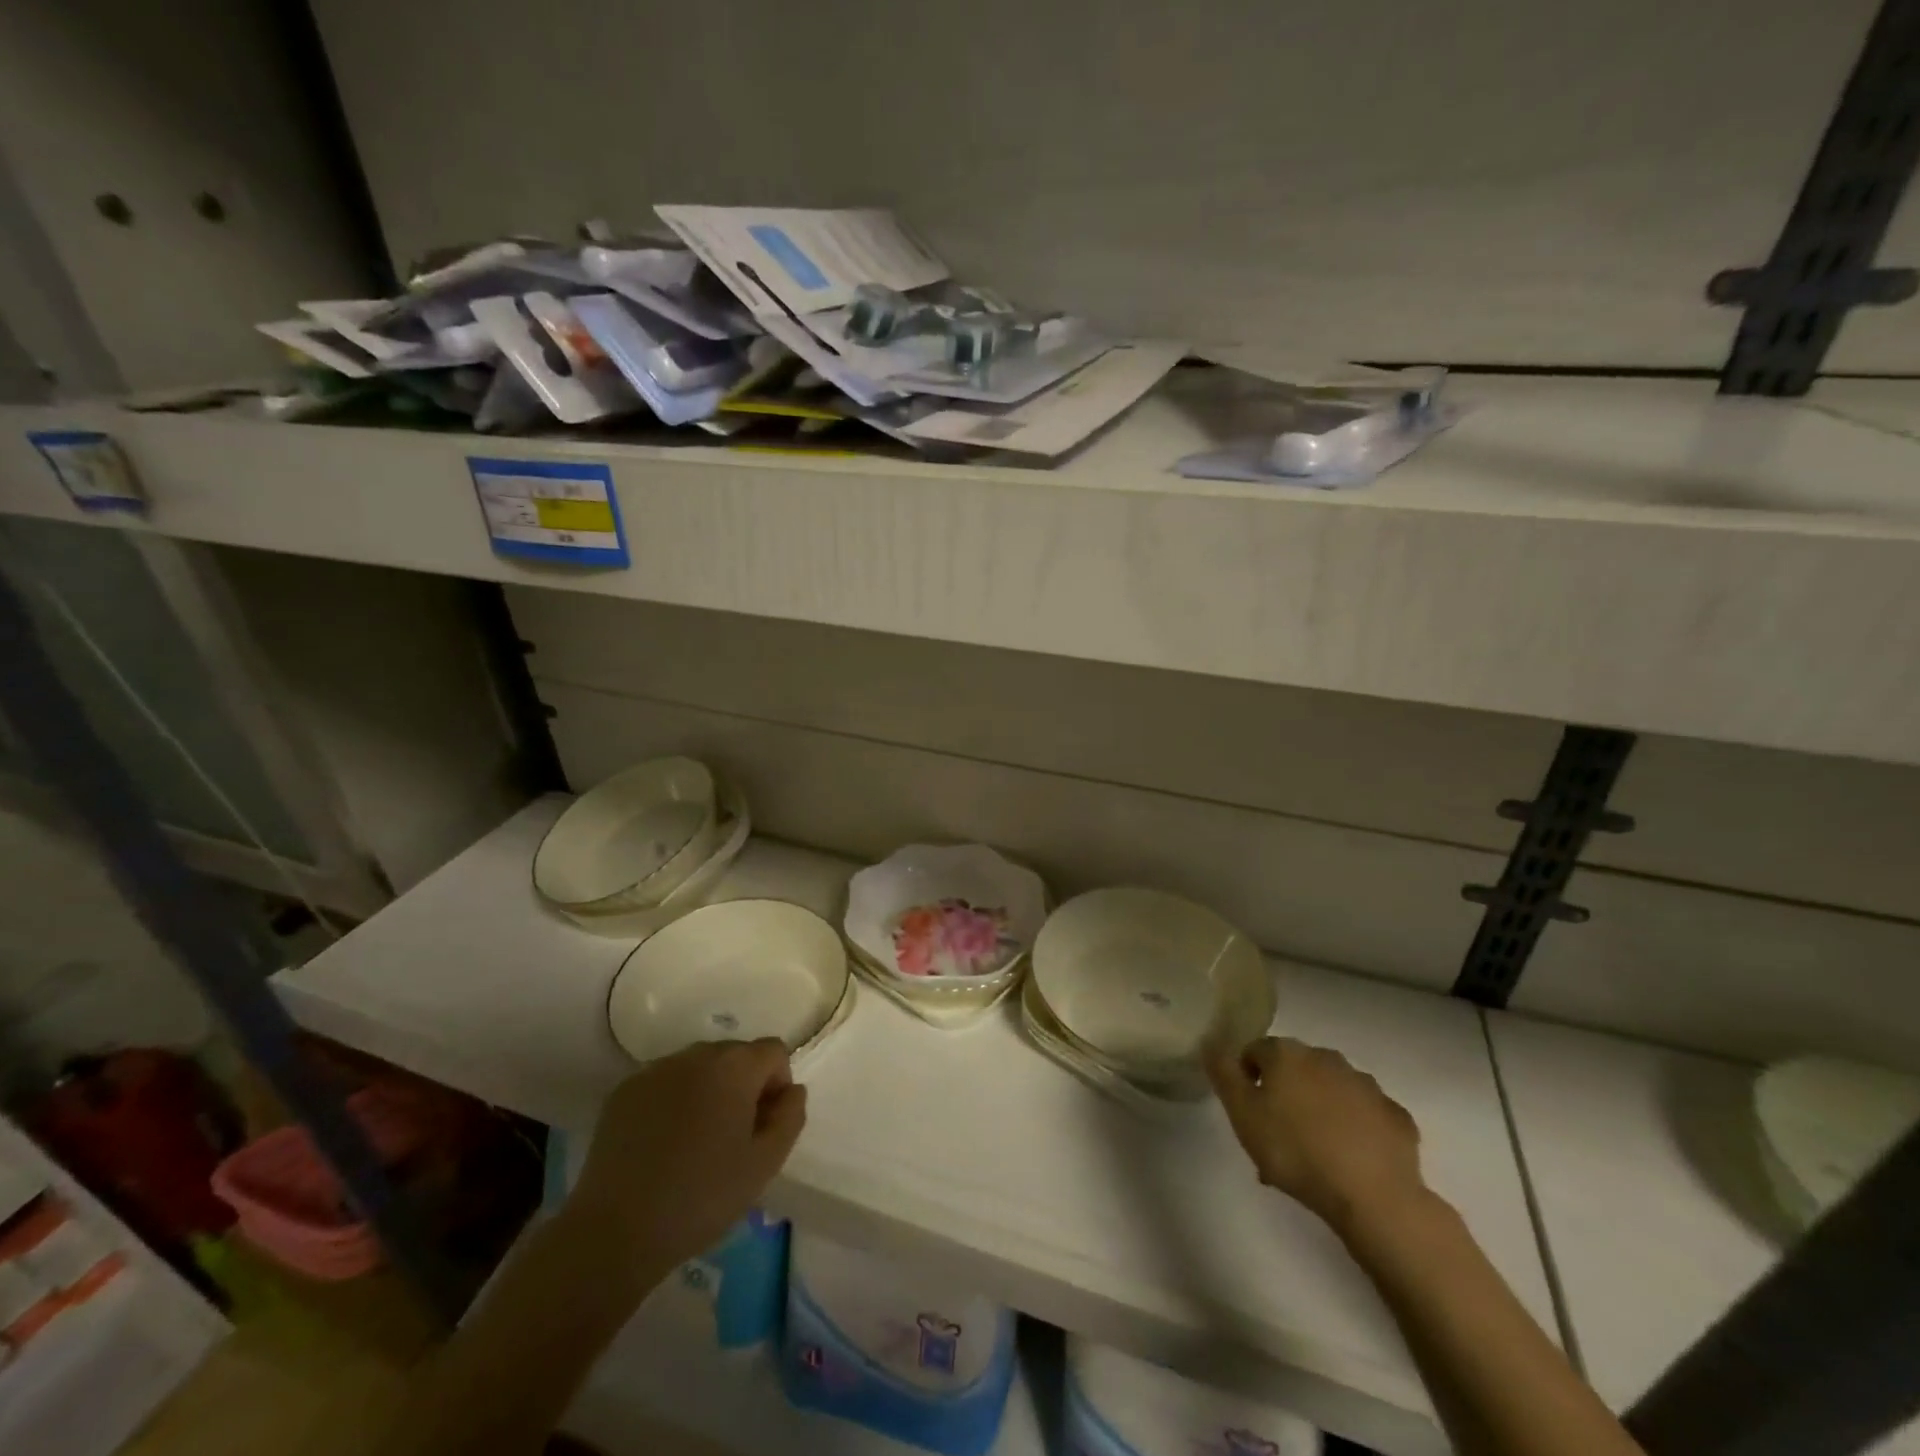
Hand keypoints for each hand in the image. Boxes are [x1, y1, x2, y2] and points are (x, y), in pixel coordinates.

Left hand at [565, 1040, 806, 1282]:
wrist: (615, 1232)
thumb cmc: (702, 1196)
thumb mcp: (765, 1164)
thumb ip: (790, 1117)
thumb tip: (792, 1090)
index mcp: (734, 1066)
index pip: (774, 1052)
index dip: (777, 1085)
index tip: (764, 1126)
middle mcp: (696, 1054)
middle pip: (735, 1055)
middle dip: (743, 1086)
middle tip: (732, 1138)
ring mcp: (655, 1069)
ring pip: (698, 1068)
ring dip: (708, 1091)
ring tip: (695, 1143)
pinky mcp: (624, 1091)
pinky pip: (664, 1083)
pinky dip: (672, 1101)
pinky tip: (663, 1144)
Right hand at [1207, 1036, 1425, 1238]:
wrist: (1374, 1197)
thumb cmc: (1295, 1151)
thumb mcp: (1242, 1114)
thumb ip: (1223, 1073)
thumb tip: (1210, 1040)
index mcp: (1288, 1054)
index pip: (1255, 1051)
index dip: (1246, 1078)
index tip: (1247, 1112)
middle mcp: (1327, 1057)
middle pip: (1296, 1069)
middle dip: (1285, 1094)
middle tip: (1277, 1136)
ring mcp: (1367, 1086)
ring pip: (1332, 1091)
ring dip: (1320, 1110)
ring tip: (1314, 1155)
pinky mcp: (1397, 1117)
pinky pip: (1366, 1116)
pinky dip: (1356, 1128)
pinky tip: (1351, 1159)